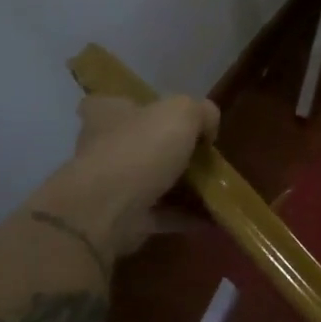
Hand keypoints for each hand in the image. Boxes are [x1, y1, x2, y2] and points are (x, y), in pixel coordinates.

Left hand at [45, 94, 218, 258]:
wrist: (107, 212)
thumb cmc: (140, 149)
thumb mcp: (182, 112)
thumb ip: (201, 112)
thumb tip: (207, 129)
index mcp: (107, 114)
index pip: (111, 102)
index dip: (135, 106)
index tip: (163, 117)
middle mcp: (103, 147)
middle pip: (137, 143)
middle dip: (167, 150)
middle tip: (203, 155)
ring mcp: (111, 186)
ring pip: (152, 181)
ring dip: (182, 187)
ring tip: (217, 188)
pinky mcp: (123, 219)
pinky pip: (162, 214)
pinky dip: (186, 216)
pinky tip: (214, 216)